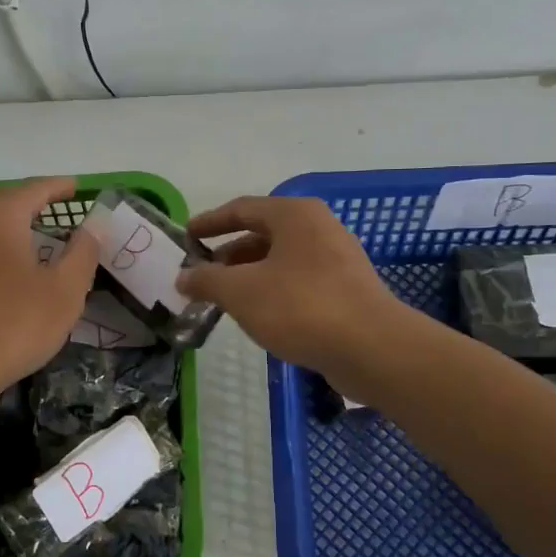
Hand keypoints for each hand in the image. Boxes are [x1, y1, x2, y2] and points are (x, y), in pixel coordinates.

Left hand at [0, 177, 98, 400]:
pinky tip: (5, 268)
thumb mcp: (64, 291)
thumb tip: (96, 224)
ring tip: (34, 235)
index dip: (58, 186)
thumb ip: (83, 252)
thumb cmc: (13, 325)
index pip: (33, 189)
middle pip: (3, 201)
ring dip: (10, 224)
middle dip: (31, 201)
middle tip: (56, 206)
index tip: (77, 185)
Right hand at [176, 196, 404, 381]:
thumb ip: (207, 281)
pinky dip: (273, 291)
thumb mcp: (241, 292)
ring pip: (281, 260)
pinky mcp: (347, 289)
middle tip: (201, 277)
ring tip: (225, 300)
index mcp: (294, 215)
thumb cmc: (301, 307)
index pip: (242, 208)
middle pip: (262, 234)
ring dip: (249, 276)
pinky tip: (259, 316)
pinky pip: (299, 281)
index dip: (210, 222)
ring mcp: (337, 258)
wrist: (371, 347)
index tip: (186, 237)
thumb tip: (183, 277)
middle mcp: (318, 227)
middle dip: (228, 256)